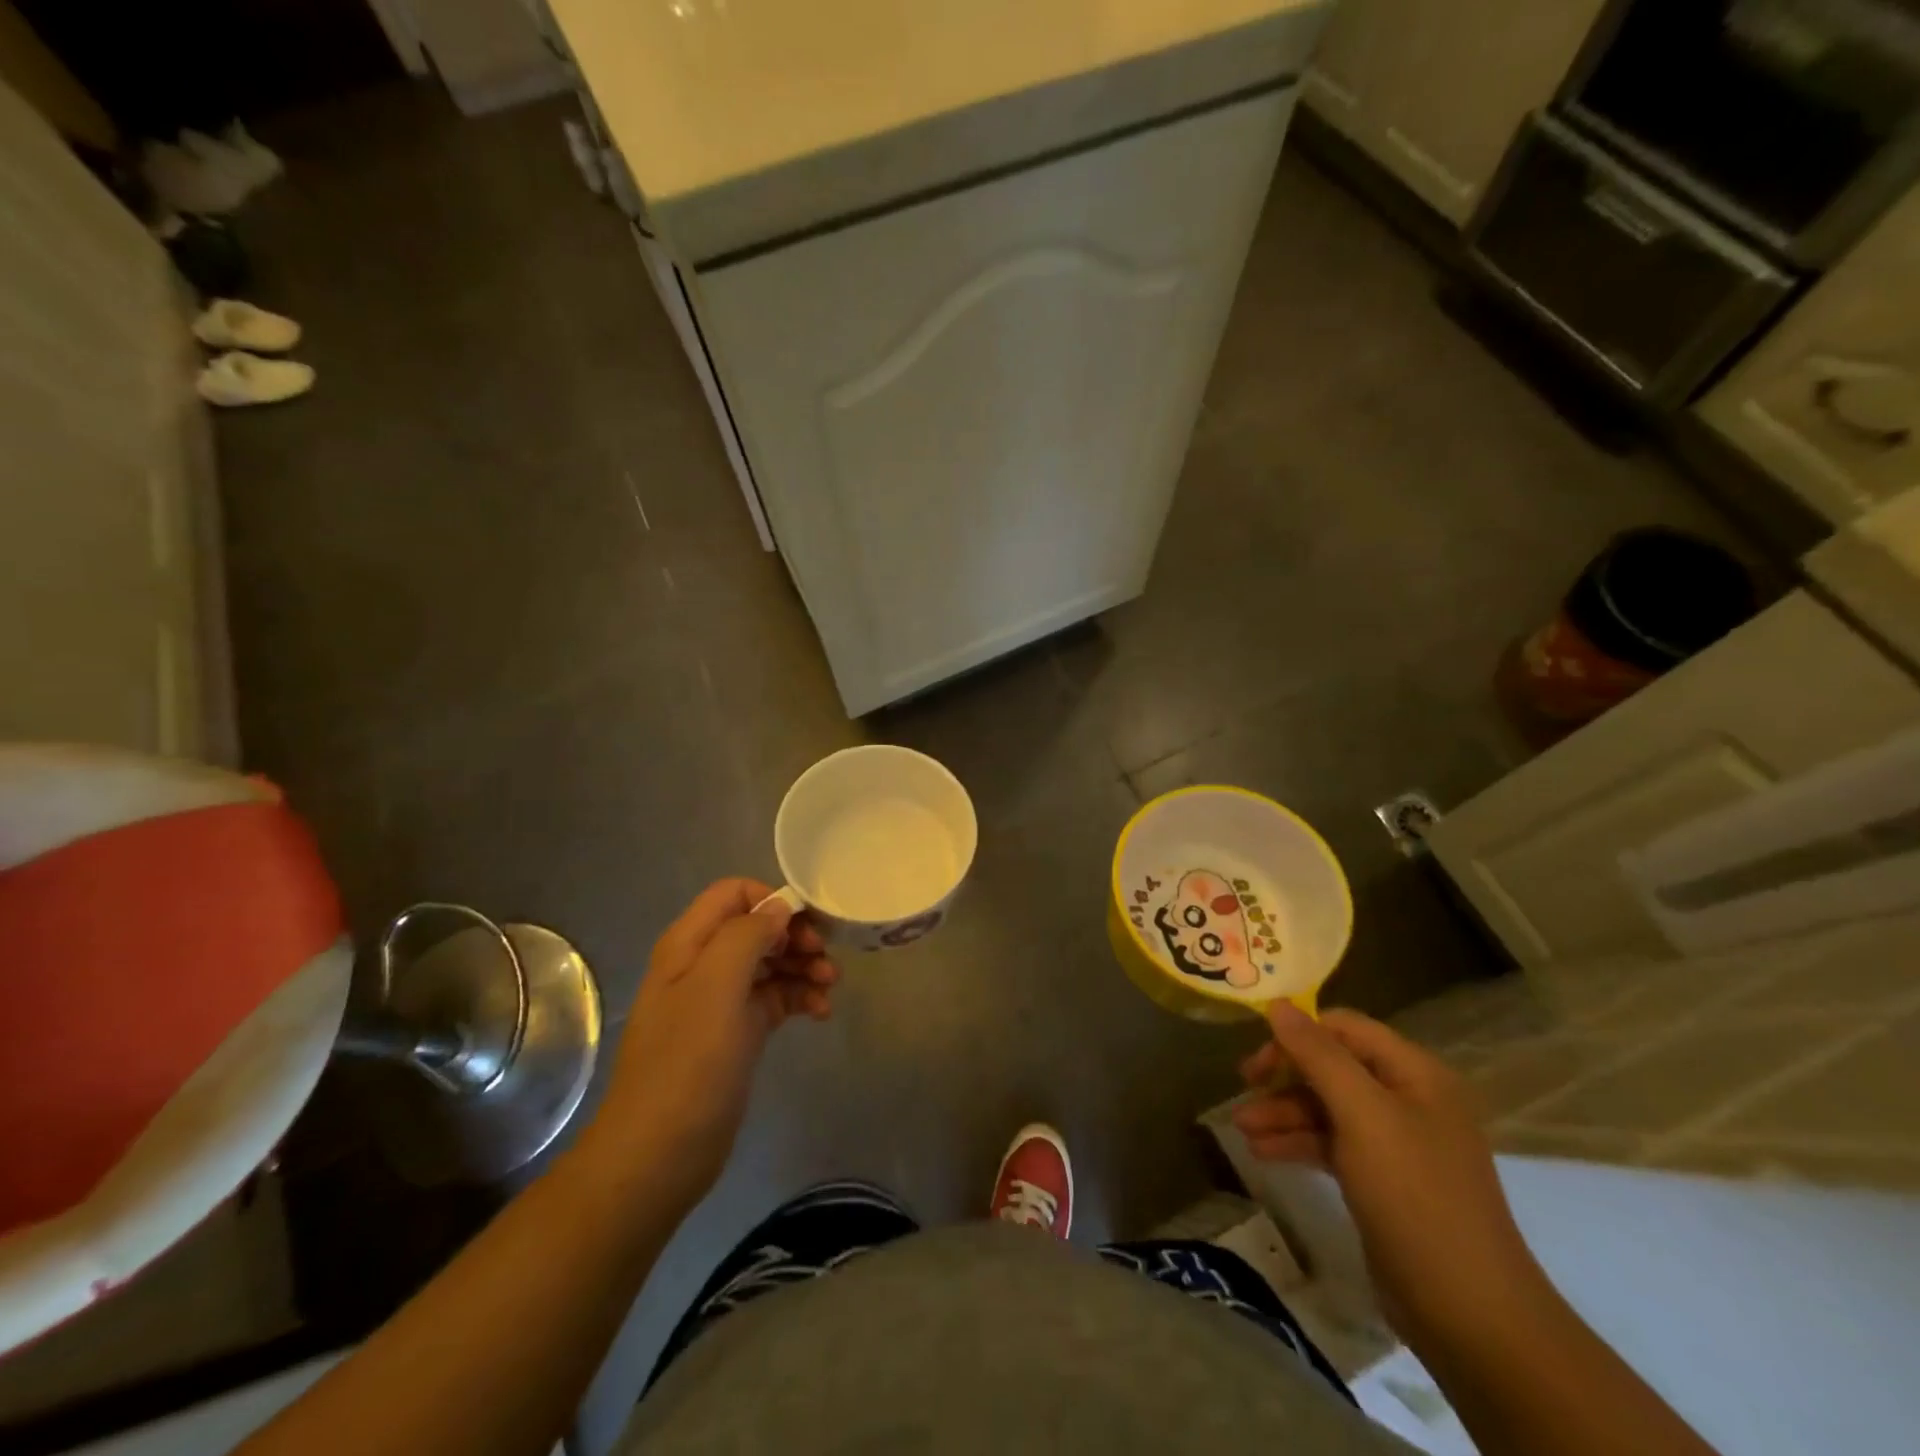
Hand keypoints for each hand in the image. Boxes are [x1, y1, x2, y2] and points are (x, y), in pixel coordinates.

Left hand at [582, 879, 837, 1205]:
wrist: (661, 1153)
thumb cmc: (688, 1063)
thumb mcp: (716, 987)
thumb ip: (747, 935)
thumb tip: (778, 907)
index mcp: (689, 944)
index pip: (734, 894)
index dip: (771, 900)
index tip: (805, 925)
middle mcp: (704, 964)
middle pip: (758, 927)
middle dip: (795, 935)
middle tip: (824, 957)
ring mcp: (721, 1000)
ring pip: (772, 962)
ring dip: (804, 966)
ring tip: (830, 986)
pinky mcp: (739, 1031)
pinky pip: (776, 997)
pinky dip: (800, 997)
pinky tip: (821, 1012)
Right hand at [1232, 1004, 1550, 1351]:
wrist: (1469, 1314)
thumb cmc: (1416, 1196)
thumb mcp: (1362, 1115)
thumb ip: (1318, 1055)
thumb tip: (1277, 1004)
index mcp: (1415, 1073)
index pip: (1344, 1028)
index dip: (1298, 1034)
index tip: (1258, 1057)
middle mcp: (1408, 1099)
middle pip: (1333, 1067)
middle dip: (1285, 1078)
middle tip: (1243, 1088)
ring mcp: (1396, 1143)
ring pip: (1327, 1108)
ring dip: (1283, 1113)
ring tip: (1242, 1129)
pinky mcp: (1383, 1181)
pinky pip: (1332, 1144)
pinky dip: (1298, 1143)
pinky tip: (1263, 1152)